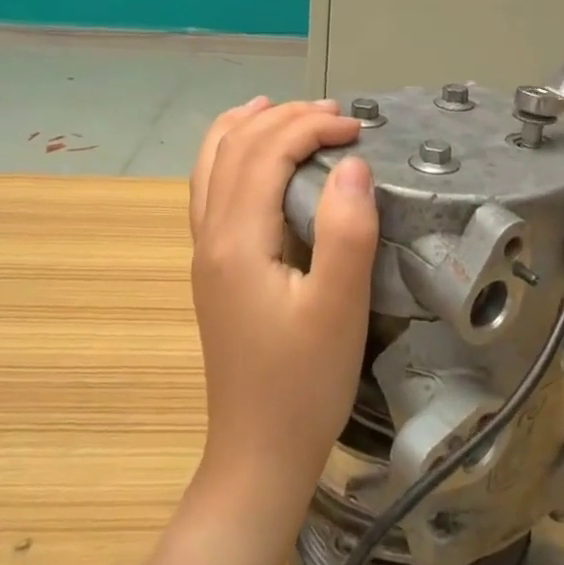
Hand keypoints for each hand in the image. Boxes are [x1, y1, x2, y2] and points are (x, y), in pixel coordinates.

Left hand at [187, 97, 379, 512]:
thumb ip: (346, 230)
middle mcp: (210, 236)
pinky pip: (211, 188)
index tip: (357, 129)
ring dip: (250, 127)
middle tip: (336, 115)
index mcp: (237, 240)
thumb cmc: (304, 384)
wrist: (258, 455)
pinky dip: (231, 154)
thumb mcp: (339, 309)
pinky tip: (253, 158)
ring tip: (284, 109)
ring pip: (213, 163)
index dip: (310, 126)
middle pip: (236, 147)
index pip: (265, 151)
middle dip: (285, 117)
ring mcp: (206, 252)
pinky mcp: (214, 268)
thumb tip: (352, 163)